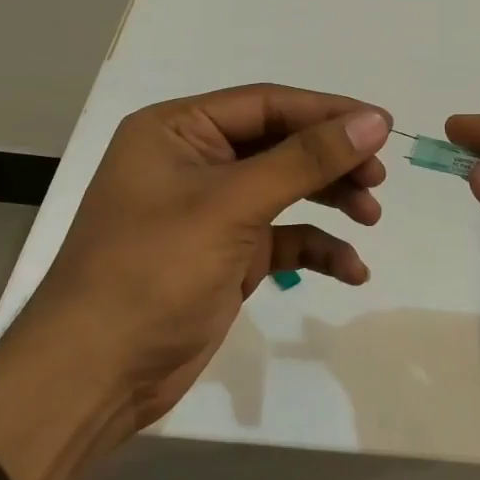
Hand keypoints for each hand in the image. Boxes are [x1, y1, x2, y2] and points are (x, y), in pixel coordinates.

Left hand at [0, 85, 391, 479]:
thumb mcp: (232, 206)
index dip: (327, 112)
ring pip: (286, 189)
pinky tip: (351, 270)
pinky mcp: (226, 256)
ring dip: (330, 200)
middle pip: (280, 145)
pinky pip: (282, 238)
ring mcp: (211, 212)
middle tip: (378, 180)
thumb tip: (374, 121)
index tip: (383, 126)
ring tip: (371, 217)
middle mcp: (194, 162)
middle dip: (332, 161)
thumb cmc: (154, 271)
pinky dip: (316, 249)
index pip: (267, 105)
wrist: (96, 375)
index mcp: (178, 131)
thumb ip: (305, 160)